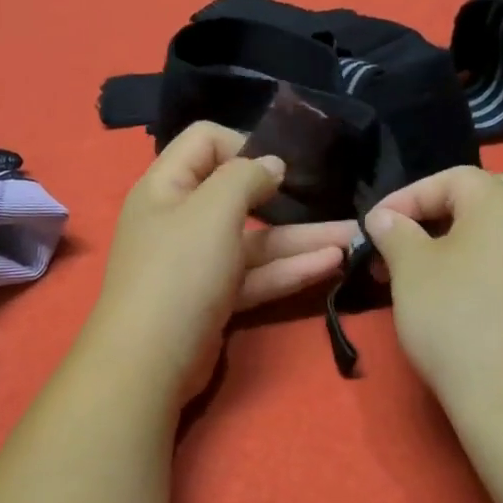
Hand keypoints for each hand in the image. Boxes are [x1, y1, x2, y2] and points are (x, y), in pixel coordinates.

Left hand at [84, 123, 360, 408]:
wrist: (150, 362)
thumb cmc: (179, 271)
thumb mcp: (212, 210)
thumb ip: (245, 177)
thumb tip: (271, 164)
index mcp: (165, 187)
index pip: (204, 141)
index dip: (243, 143)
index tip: (280, 164)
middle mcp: (179, 220)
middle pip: (236, 195)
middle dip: (285, 196)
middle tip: (328, 196)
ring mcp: (197, 263)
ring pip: (254, 241)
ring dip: (301, 238)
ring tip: (353, 237)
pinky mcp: (214, 299)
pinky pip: (255, 276)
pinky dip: (289, 270)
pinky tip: (332, 265)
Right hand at [365, 167, 502, 413]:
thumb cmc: (456, 318)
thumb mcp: (410, 269)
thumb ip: (394, 232)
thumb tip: (384, 218)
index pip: (450, 179)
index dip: (405, 198)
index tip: (373, 227)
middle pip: (480, 202)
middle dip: (432, 219)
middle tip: (398, 246)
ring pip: (498, 236)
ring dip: (455, 246)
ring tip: (419, 276)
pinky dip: (481, 269)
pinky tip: (457, 299)